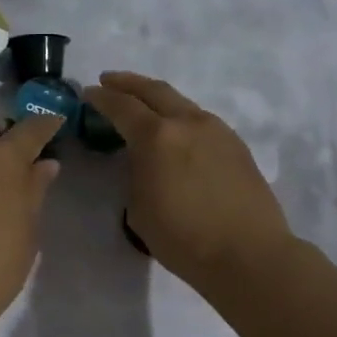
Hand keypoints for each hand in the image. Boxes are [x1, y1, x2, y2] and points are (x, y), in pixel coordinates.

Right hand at [83, 72, 293, 293]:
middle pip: (154, 90)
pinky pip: (200, 120)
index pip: (121, 106)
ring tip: (142, 106)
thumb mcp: (139, 208)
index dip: (101, 98)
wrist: (248, 254)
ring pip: (181, 102)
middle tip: (109, 81)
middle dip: (128, 83)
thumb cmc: (183, 237)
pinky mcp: (236, 145)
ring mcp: (217, 131)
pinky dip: (179, 117)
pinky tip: (175, 133)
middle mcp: (187, 122)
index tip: (88, 94)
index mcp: (156, 136)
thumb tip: (144, 161)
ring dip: (156, 99)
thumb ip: (136, 173)